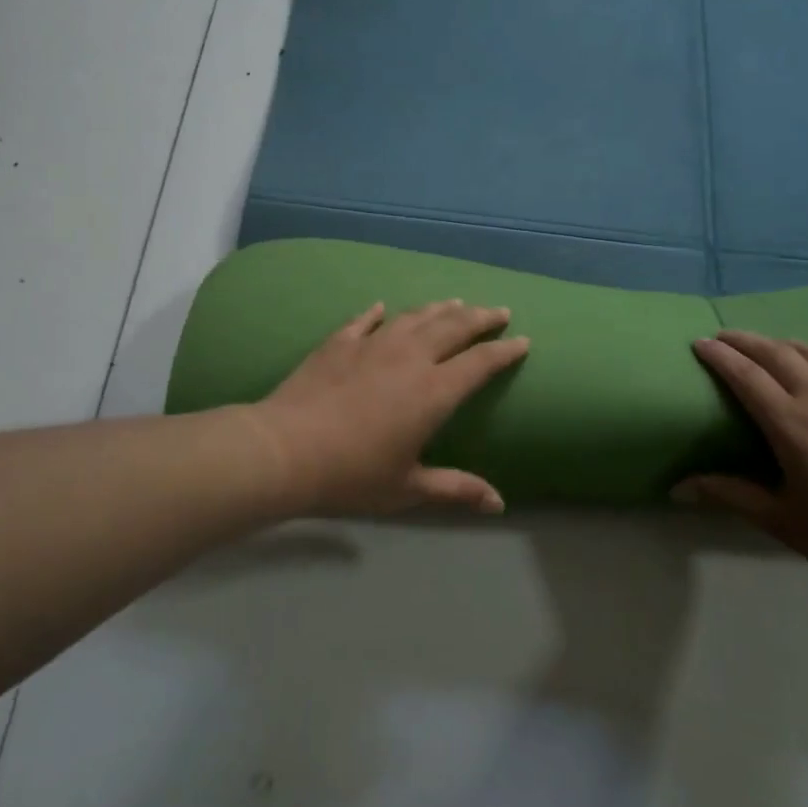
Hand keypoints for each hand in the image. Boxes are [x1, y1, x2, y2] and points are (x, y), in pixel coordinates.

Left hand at [252, 300, 529, 517]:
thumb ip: (454, 489)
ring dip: (439, 309)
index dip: (504, 351)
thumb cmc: (351, 475)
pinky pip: (364, 320)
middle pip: (453, 328)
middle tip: (497, 311)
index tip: (522, 340)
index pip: (479, 363)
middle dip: (480, 318)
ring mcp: (372, 344)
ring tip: (455, 303)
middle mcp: (409, 358)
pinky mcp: (339, 343)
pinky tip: (382, 307)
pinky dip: (377, 312)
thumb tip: (498, 503)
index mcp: (433, 392)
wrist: (285, 449)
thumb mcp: (407, 489)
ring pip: (414, 317)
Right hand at [676, 332, 807, 595]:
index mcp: (790, 424)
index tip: (700, 342)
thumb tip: (678, 487)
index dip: (719, 356)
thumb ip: (731, 496)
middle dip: (746, 341)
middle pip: (777, 354)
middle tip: (725, 337)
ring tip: (772, 346)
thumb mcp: (783, 521)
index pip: (744, 376)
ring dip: (788, 344)